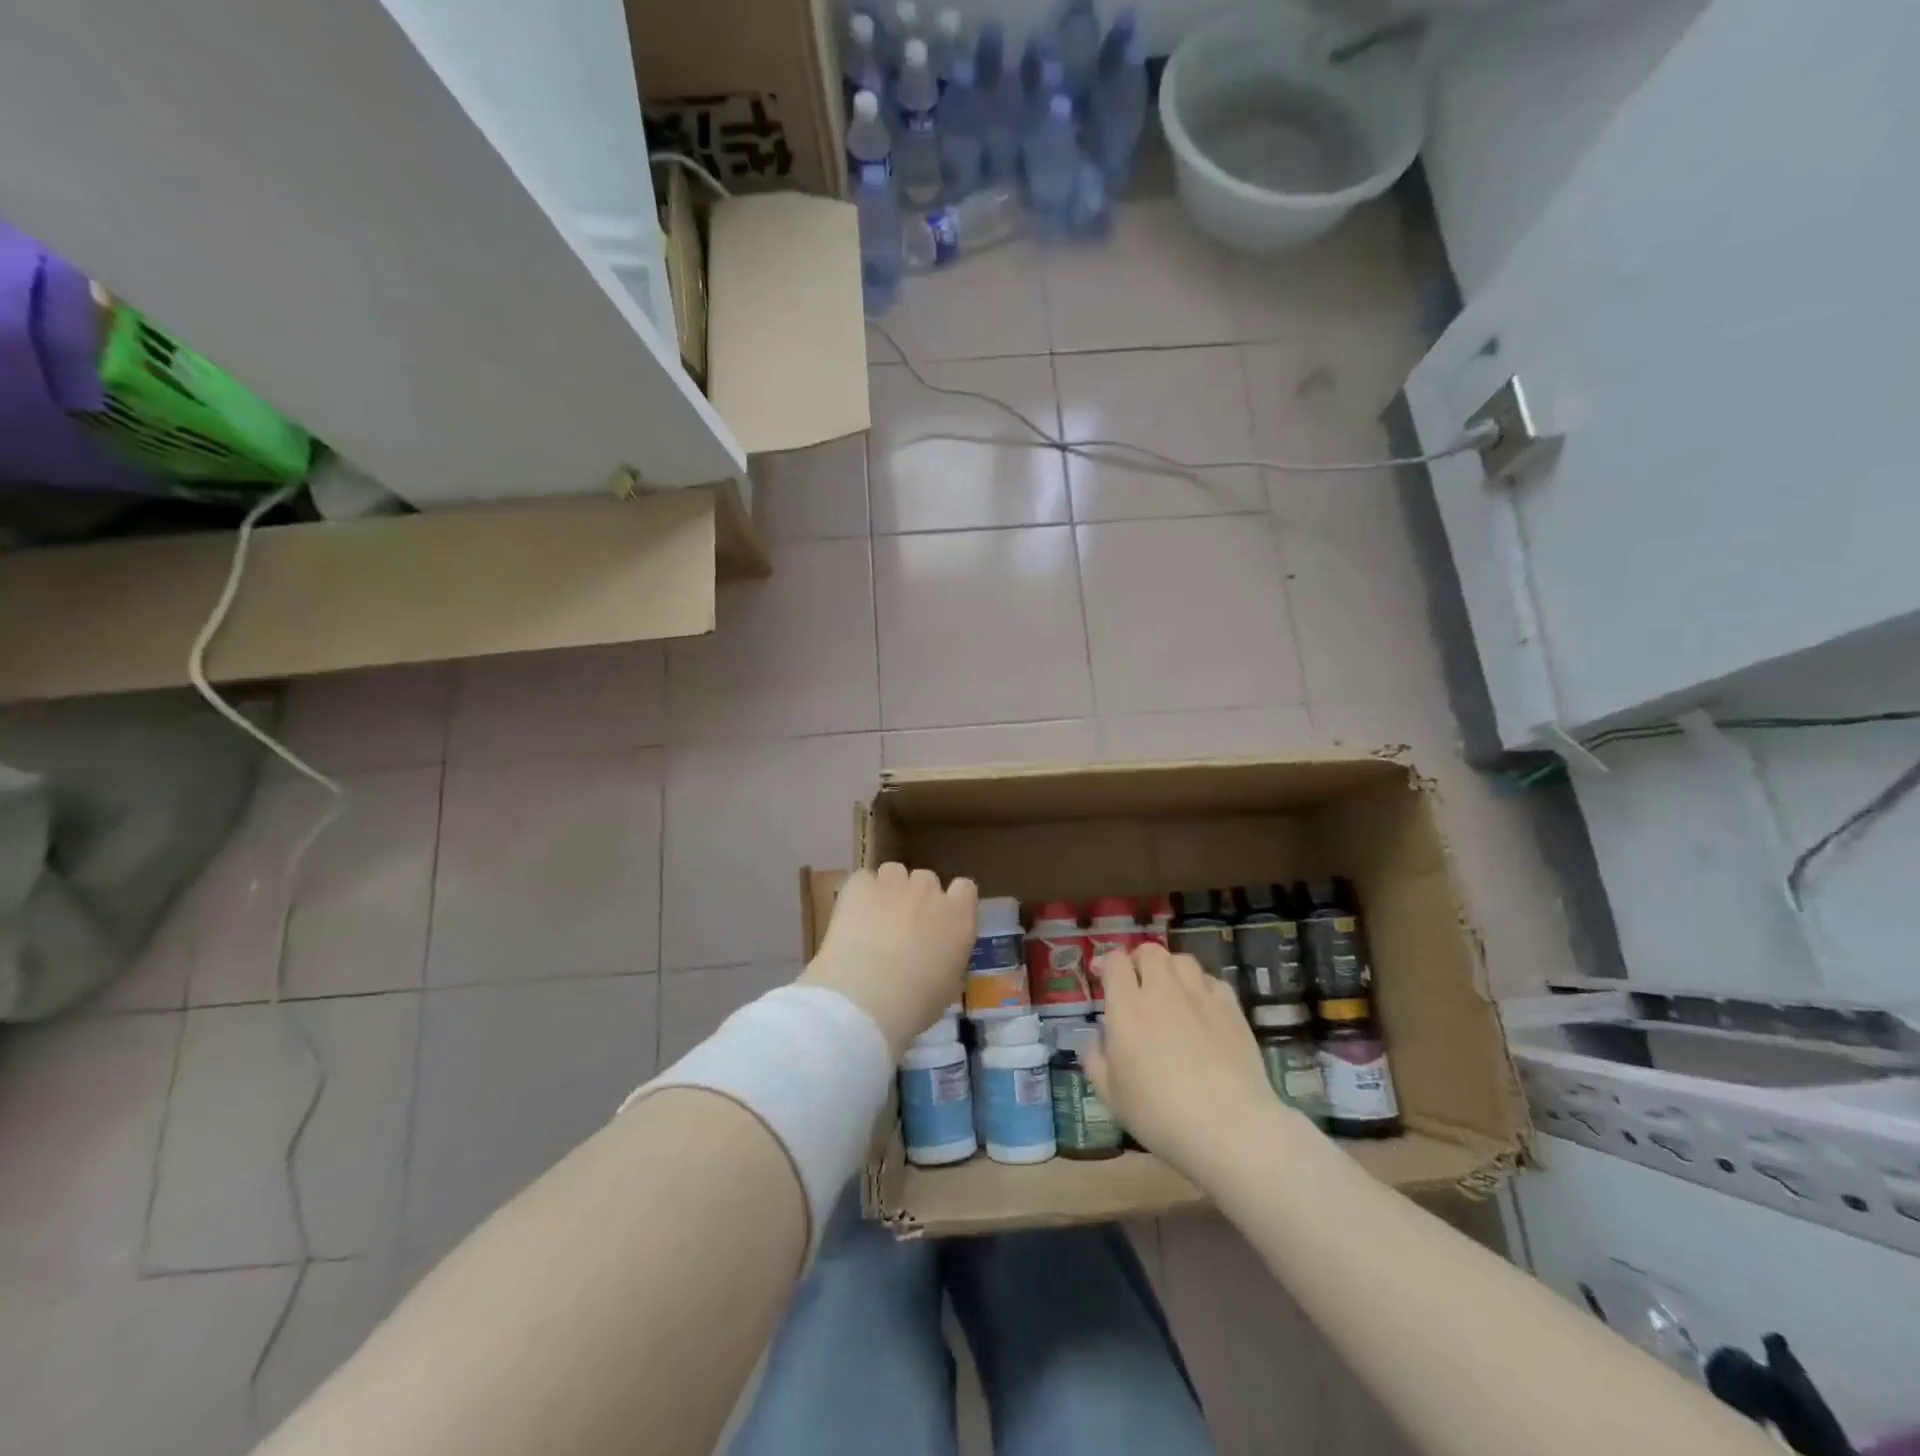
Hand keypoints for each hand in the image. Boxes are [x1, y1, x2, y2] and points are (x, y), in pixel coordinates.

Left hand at [799, 864, 977, 1054]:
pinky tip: (851, 917)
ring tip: (873, 918)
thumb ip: (948, 956)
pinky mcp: (859, 885)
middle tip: (902, 926)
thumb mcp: (947, 986)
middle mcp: (930, 892)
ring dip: (888, 890)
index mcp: (959, 918)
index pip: (965, 888)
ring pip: (893, 872)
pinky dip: (858, 894)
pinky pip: (862, 879)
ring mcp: (894, 884)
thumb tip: (937, 953)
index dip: (951, 900)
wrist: (865, 1000)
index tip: (939, 920)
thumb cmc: (913, 1005)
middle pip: (926, 879)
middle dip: (917, 897)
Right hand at [1086, 943, 1289, 1185]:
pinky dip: (1201, 987)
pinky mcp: (1231, 1008)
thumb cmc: (1160, 1115)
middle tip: (1137, 983)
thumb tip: (1096, 1044)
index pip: (1115, 962)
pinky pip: (1212, 981)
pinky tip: (1201, 1008)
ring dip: (1170, 969)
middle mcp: (1162, 991)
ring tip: (1170, 991)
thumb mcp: (1112, 1097)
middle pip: (1150, 952)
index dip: (1106, 963)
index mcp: (1127, 1008)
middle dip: (1139, 961)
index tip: (1102, 977)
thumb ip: (1096, 1062)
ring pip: (1182, 960)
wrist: (1229, 1127)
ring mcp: (1200, 996)